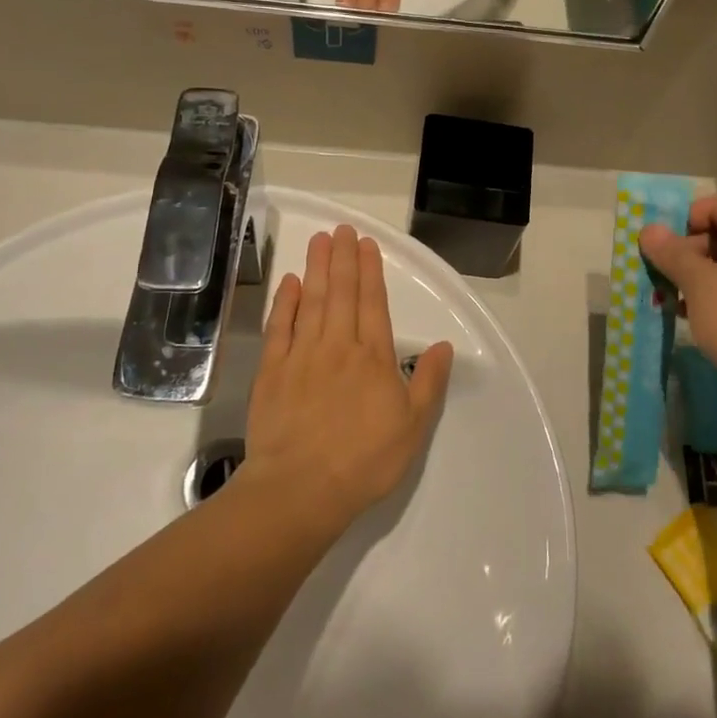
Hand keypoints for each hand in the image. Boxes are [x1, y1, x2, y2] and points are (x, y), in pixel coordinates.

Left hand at [240, 225, 454, 536]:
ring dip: (317, 268)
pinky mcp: (272, 371)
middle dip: (343, 258)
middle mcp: (338, 346)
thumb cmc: (364, 461)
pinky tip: (290, 282)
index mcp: (374, 357)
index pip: (373, 303)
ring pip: (312, 301)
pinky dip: (285, 302)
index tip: (365, 244)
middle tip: (341, 229)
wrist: (301, 488)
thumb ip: (429, 382)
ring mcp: (301, 355)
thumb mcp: (413, 427)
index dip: (370, 271)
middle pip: (342, 293)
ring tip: (319, 240)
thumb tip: (444, 346)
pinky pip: (279, 327)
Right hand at [639, 196, 716, 416]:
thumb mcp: (699, 284)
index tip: (660, 247)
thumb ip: (672, 252)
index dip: (685, 219)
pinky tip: (689, 314)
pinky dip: (713, 294)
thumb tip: (649, 229)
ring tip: (669, 297)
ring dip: (696, 275)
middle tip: (661, 274)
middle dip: (687, 250)